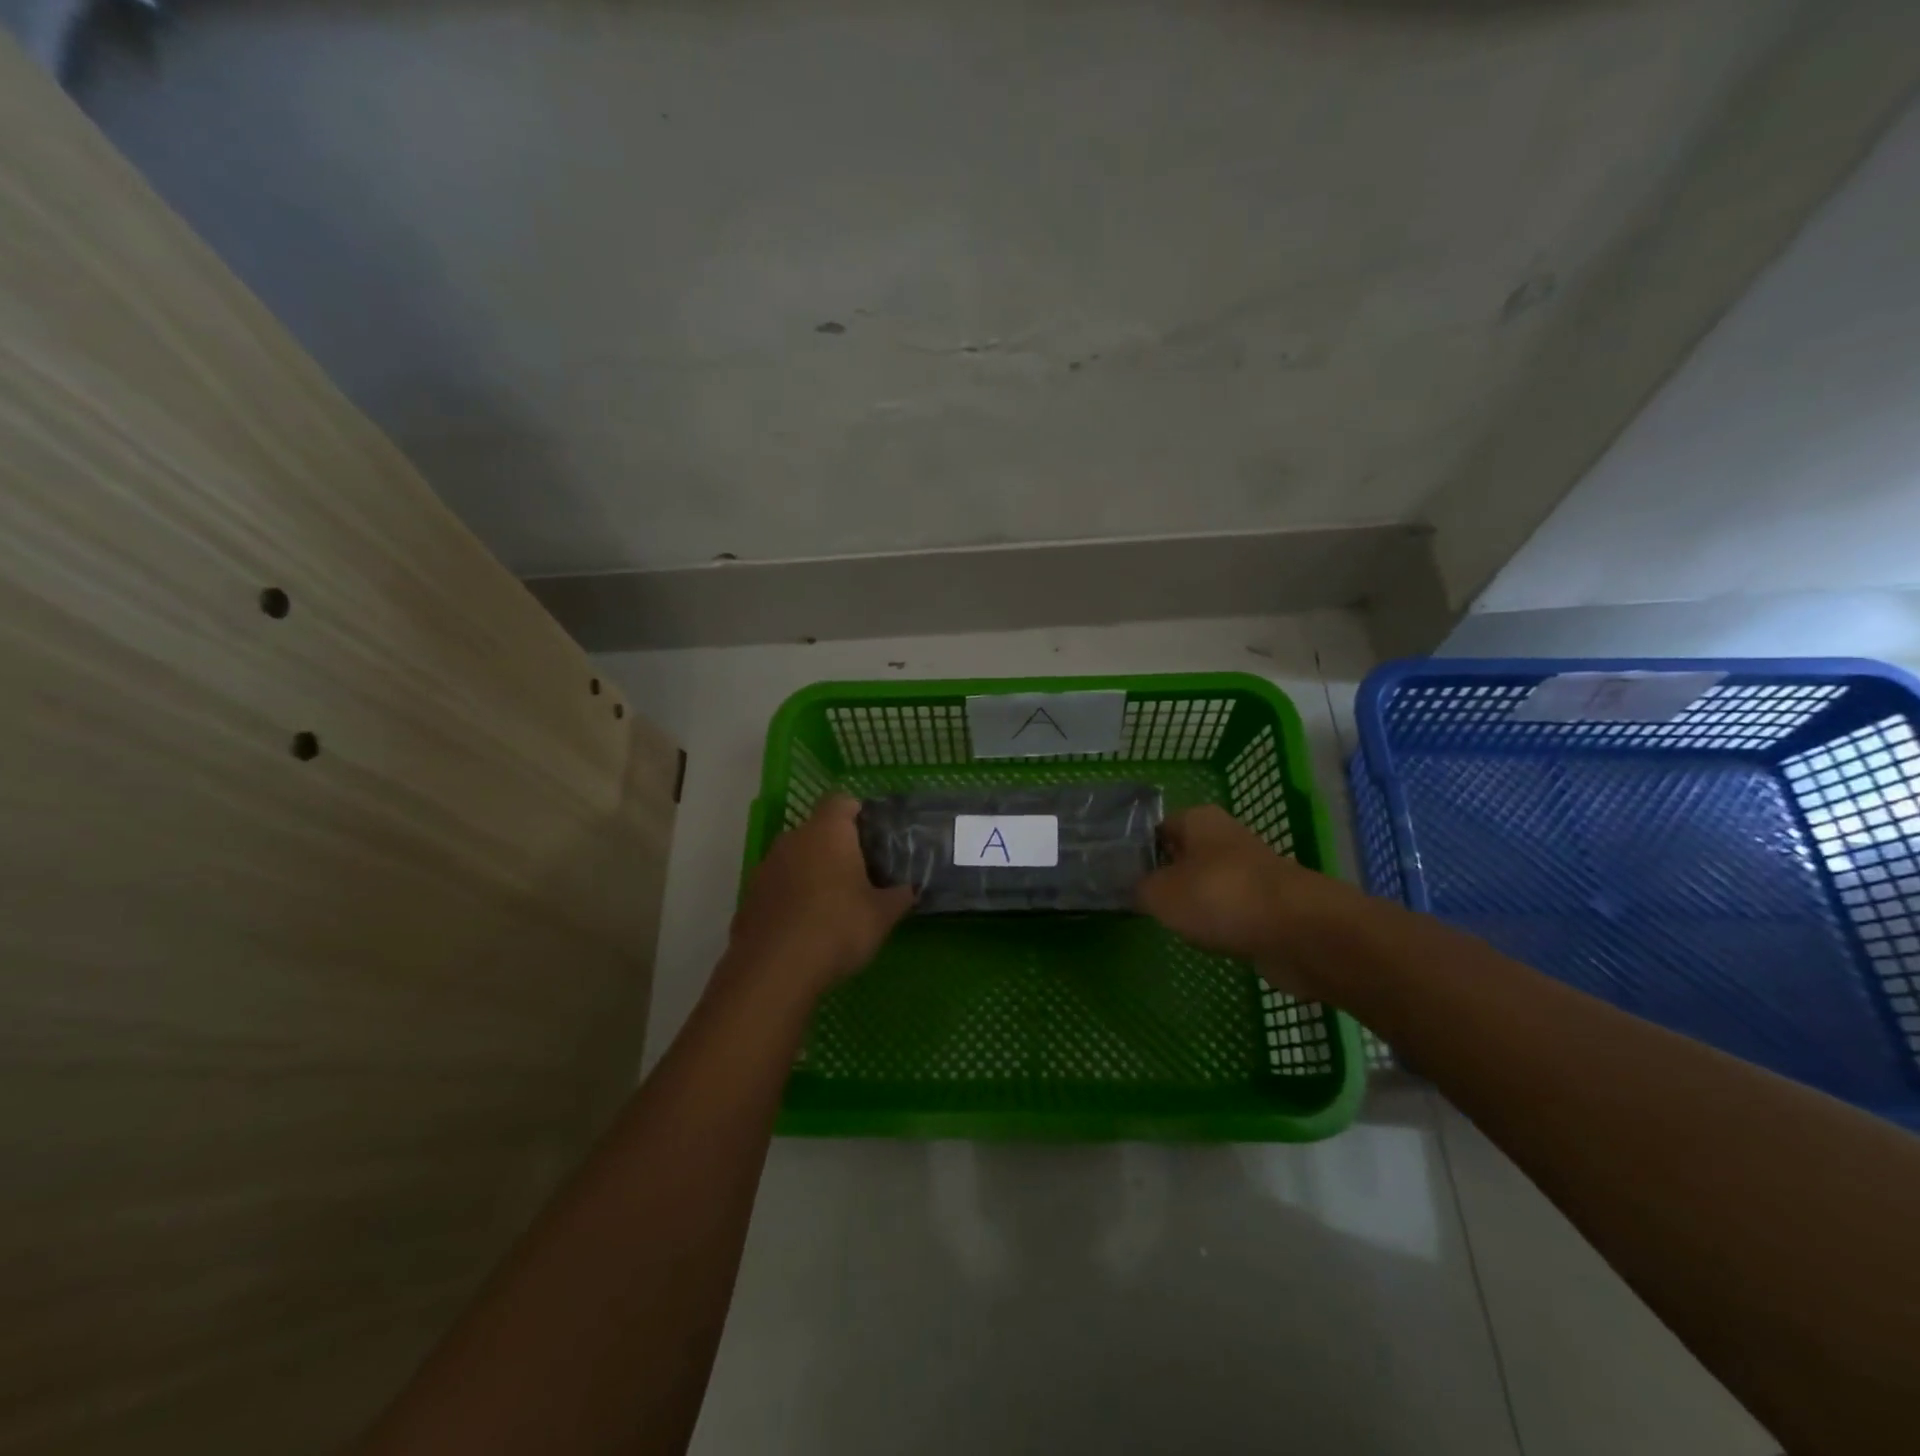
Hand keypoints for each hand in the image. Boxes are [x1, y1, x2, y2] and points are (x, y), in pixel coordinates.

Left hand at [726, 794, 914, 1000]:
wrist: (773, 972)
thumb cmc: (837, 928)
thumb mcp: (882, 915)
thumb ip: (899, 897)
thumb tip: (910, 889)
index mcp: (827, 832)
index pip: (841, 801)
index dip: (859, 814)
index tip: (874, 838)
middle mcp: (793, 839)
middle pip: (818, 830)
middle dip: (837, 847)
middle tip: (861, 874)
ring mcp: (766, 867)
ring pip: (796, 858)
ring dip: (812, 872)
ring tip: (833, 904)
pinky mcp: (749, 897)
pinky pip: (778, 886)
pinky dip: (792, 897)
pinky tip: (805, 927)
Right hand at [1134, 805, 1363, 1000]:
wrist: (1298, 932)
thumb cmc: (1219, 897)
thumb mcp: (1159, 893)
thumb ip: (1139, 889)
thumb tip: (1136, 890)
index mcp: (1198, 819)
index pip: (1157, 828)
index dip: (1137, 850)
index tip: (1117, 874)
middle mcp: (1225, 838)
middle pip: (1184, 856)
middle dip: (1165, 877)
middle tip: (1137, 901)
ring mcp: (1251, 872)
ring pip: (1208, 885)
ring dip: (1193, 903)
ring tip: (1168, 923)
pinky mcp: (1269, 906)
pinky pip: (1231, 911)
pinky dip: (1219, 923)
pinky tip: (1206, 940)